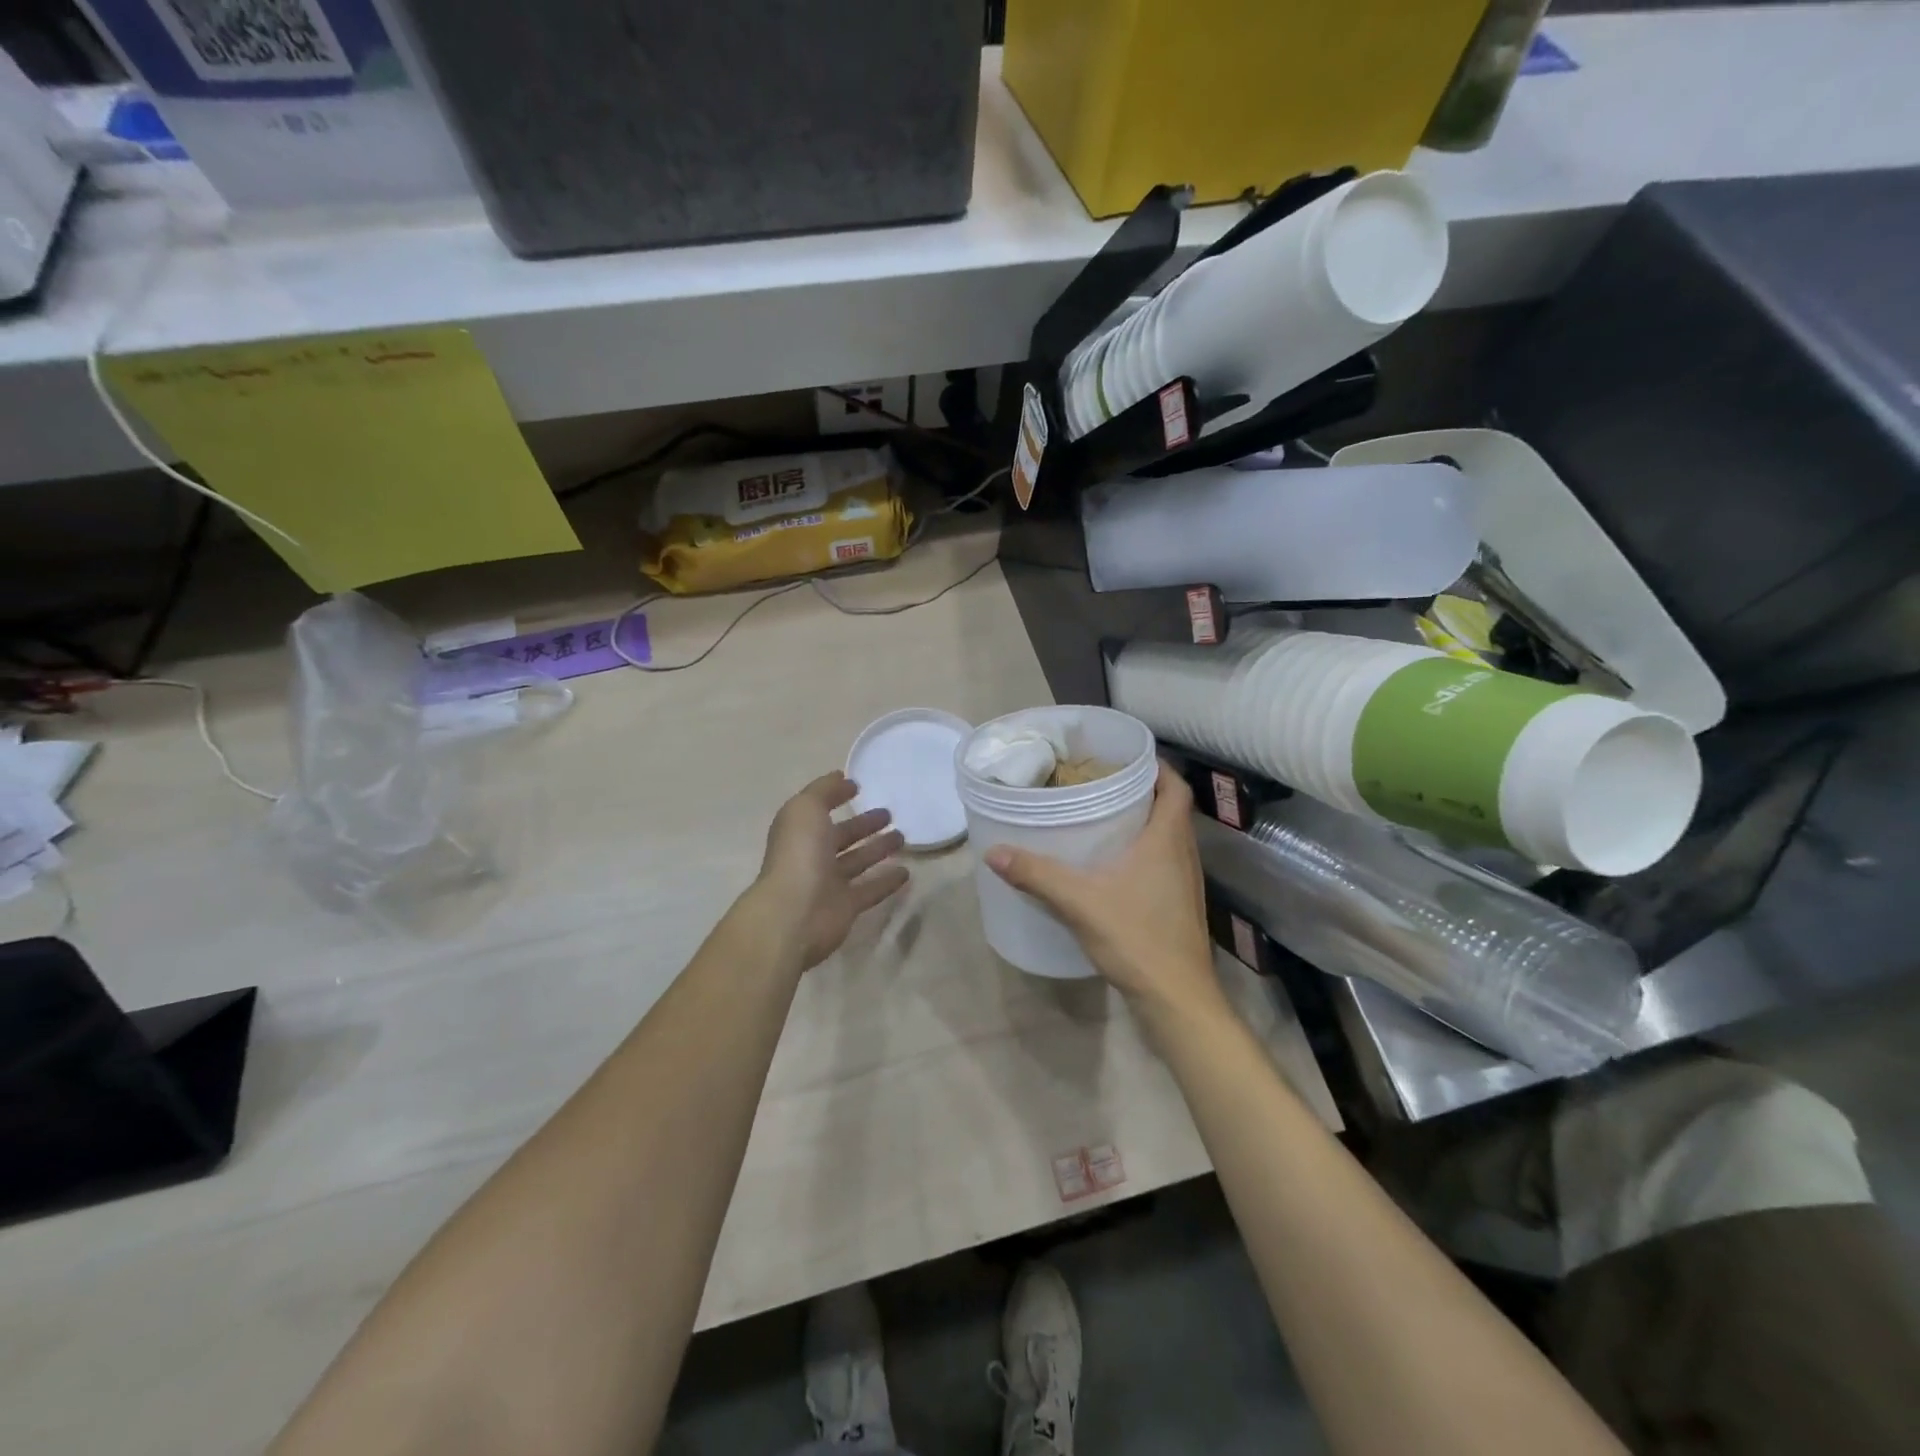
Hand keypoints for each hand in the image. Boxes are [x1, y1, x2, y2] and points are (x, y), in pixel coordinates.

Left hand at [754, 771, 908, 969]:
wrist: (795, 913)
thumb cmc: (799, 854)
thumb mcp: (806, 808)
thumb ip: (824, 790)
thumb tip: (842, 778)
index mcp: (800, 831)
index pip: (819, 810)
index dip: (836, 797)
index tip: (859, 787)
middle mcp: (812, 855)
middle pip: (842, 836)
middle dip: (864, 824)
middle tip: (890, 814)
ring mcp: (829, 883)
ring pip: (858, 861)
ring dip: (878, 849)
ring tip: (903, 837)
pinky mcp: (846, 907)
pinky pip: (870, 890)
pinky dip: (887, 881)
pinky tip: (906, 873)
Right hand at [984, 763, 1226, 1025]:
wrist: (1176, 998)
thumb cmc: (1136, 937)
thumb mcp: (1079, 901)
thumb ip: (1036, 874)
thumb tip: (993, 851)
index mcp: (1168, 839)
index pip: (1176, 787)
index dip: (1157, 767)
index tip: (1125, 759)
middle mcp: (1184, 853)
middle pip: (1171, 808)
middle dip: (1142, 791)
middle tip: (1102, 784)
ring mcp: (1185, 881)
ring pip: (1168, 837)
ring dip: (1144, 822)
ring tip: (1103, 817)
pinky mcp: (1179, 905)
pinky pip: (1164, 862)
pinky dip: (1143, 851)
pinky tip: (1112, 866)